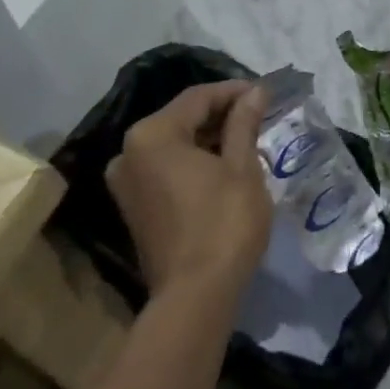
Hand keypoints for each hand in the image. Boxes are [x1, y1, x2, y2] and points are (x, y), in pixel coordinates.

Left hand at [107, 81, 271, 298]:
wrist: (195, 297)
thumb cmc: (223, 224)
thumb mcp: (242, 167)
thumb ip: (244, 123)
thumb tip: (255, 92)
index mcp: (152, 135)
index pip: (197, 98)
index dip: (233, 91)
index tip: (264, 92)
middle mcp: (128, 152)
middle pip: (181, 118)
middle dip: (220, 114)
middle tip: (258, 115)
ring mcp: (126, 182)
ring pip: (173, 144)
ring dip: (207, 138)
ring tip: (246, 138)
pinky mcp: (133, 206)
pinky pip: (164, 168)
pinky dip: (192, 161)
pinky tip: (222, 165)